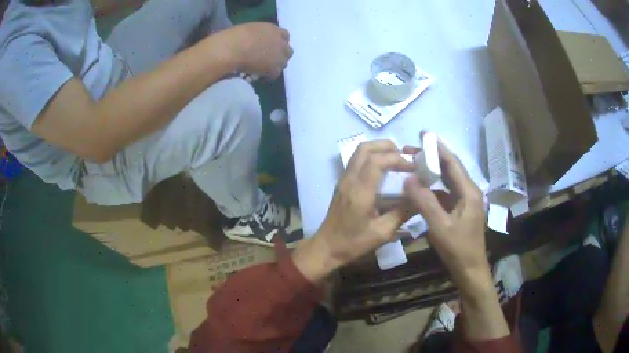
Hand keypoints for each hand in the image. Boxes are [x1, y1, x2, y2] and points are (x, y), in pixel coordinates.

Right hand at [213, 23, 292, 78]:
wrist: (232, 49)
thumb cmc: (234, 37)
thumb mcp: (249, 30)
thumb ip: (258, 35)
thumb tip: (256, 41)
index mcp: (273, 29)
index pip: (285, 35)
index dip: (279, 42)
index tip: (272, 47)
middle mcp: (280, 41)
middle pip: (288, 50)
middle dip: (280, 55)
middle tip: (269, 60)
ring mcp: (279, 55)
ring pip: (283, 63)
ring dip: (275, 66)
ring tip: (263, 69)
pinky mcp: (275, 68)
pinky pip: (275, 74)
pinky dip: (268, 76)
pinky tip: (259, 76)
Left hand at [293, 140, 415, 281]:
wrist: (326, 248)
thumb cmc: (353, 243)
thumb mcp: (382, 233)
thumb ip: (402, 213)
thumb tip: (420, 198)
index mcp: (359, 192)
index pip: (377, 161)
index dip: (397, 159)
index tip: (413, 167)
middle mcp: (349, 180)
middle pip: (365, 148)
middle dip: (388, 147)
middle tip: (405, 157)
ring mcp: (343, 180)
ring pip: (359, 152)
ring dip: (379, 149)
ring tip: (396, 160)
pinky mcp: (342, 183)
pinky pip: (356, 161)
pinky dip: (371, 157)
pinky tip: (384, 170)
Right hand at [404, 140, 509, 340]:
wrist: (470, 270)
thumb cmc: (458, 249)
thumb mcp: (439, 226)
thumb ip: (424, 201)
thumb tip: (408, 178)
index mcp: (469, 192)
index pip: (453, 162)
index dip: (438, 147)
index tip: (423, 134)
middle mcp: (469, 192)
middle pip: (451, 169)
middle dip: (432, 157)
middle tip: (411, 149)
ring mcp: (465, 202)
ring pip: (448, 181)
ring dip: (432, 172)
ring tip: (413, 165)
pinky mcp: (460, 211)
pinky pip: (445, 194)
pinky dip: (433, 188)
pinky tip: (420, 189)